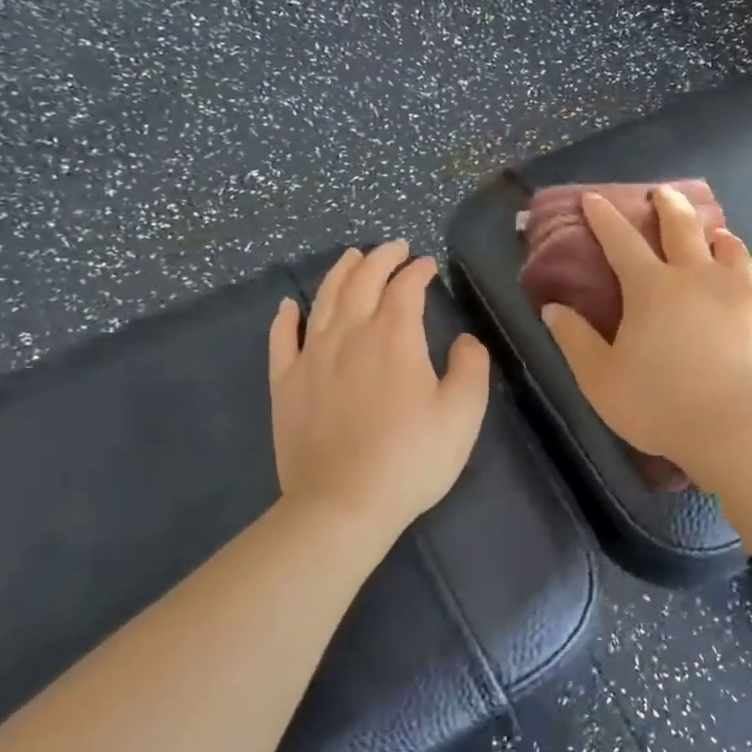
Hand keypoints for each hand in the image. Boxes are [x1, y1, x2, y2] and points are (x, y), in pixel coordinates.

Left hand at [268, 243, 490, 547]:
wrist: (343, 504)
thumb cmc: (412, 458)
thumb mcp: (463, 413)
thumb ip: (471, 366)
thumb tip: (465, 340)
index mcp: (394, 337)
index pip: (406, 288)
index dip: (418, 271)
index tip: (429, 264)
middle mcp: (349, 334)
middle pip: (362, 281)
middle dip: (380, 258)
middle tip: (394, 247)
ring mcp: (311, 357)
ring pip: (324, 300)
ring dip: (340, 273)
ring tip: (351, 257)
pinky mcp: (285, 384)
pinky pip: (281, 339)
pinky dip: (286, 317)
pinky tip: (289, 306)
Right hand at [542, 187, 751, 491]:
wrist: (739, 427)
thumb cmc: (660, 405)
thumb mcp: (601, 379)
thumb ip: (575, 340)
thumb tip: (553, 308)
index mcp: (652, 288)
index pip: (621, 241)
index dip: (604, 217)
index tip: (594, 198)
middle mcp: (698, 276)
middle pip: (683, 228)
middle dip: (669, 206)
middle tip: (664, 193)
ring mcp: (740, 291)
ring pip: (730, 249)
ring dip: (717, 236)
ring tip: (716, 235)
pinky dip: (746, 282)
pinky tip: (748, 292)